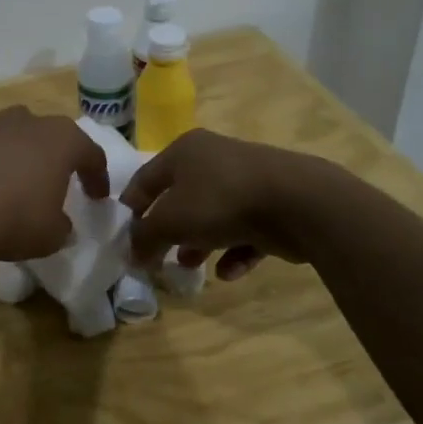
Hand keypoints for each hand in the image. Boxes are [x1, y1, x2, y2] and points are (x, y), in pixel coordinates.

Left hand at [0, 107, 110, 260]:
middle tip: (47, 182)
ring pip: (5, 129)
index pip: (90, 154)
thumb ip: (60, 227)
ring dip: (8, 149)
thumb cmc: (12, 218)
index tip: (97, 197)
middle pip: (45, 134)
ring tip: (2, 176)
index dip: (97, 176)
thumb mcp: (50, 236)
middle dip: (48, 156)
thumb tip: (60, 225)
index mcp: (61, 141)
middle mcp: (26, 121)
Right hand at [122, 129, 317, 280]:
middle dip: (168, 229)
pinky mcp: (273, 204)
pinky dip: (234, 250)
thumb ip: (145, 237)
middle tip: (158, 256)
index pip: (145, 178)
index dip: (131, 208)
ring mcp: (246, 180)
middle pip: (180, 197)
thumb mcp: (170, 221)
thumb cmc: (221, 201)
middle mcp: (213, 158)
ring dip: (199, 242)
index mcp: (184, 151)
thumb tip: (132, 253)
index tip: (123, 237)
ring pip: (213, 214)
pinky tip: (228, 273)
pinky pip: (245, 230)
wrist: (299, 202)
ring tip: (191, 268)